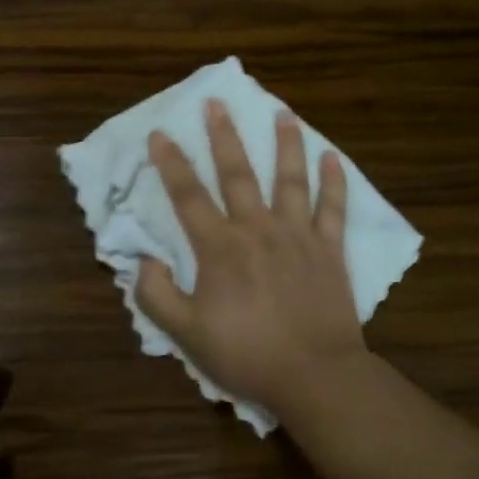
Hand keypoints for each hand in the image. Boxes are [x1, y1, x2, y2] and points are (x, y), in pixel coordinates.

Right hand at [136, 101, 368, 417]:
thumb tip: (145, 260)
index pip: (188, 196)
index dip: (171, 164)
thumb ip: (157, 295)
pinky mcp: (330, 251)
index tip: (160, 133)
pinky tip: (333, 158)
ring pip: (290, 180)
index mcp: (220, 248)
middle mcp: (257, 230)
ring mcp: (298, 236)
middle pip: (238, 174)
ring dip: (286, 144)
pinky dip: (334, 183)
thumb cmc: (246, 354)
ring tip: (284, 113)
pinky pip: (333, 209)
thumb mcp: (186, 334)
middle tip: (217, 103)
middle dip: (224, 136)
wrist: (314, 376)